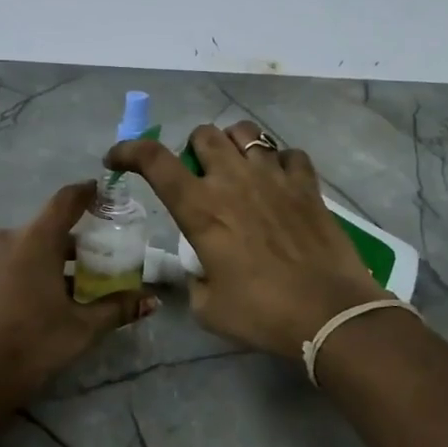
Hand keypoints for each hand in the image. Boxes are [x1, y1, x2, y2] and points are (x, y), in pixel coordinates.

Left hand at [0, 182, 155, 439]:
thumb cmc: (31, 346)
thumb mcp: (81, 329)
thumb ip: (116, 309)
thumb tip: (152, 301)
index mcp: (35, 240)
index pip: (65, 201)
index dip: (86, 193)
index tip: (101, 192)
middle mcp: (5, 238)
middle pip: (45, 230)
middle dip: (70, 243)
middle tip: (93, 264)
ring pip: (21, 248)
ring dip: (44, 260)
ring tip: (62, 290)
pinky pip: (1, 263)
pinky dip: (20, 272)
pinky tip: (29, 303)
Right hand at [106, 122, 385, 358]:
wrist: (330, 314)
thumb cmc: (262, 313)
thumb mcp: (208, 307)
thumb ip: (195, 279)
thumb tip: (200, 270)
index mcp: (200, 208)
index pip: (153, 160)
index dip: (129, 151)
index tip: (118, 159)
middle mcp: (232, 180)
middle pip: (203, 134)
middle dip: (192, 149)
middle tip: (198, 176)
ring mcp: (273, 177)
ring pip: (246, 132)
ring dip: (233, 145)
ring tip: (237, 169)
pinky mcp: (307, 184)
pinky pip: (289, 154)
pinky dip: (278, 162)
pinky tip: (279, 183)